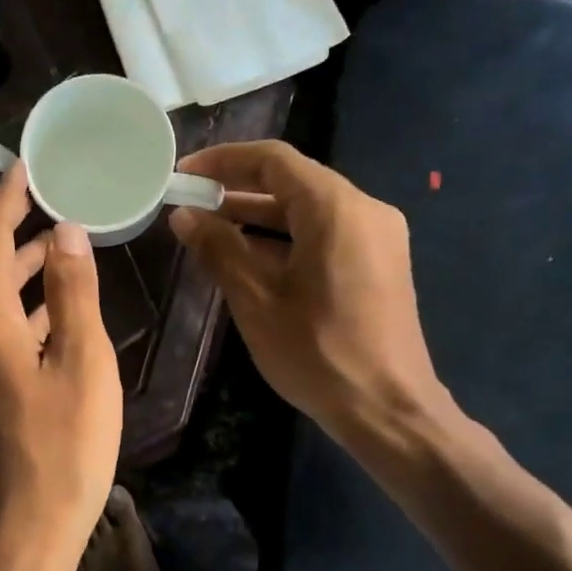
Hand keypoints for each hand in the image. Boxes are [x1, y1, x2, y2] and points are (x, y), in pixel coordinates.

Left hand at [0, 164, 121, 570]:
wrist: (17, 536)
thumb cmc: (61, 451)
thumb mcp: (82, 364)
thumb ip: (72, 292)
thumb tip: (66, 231)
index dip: (7, 200)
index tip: (28, 168)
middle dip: (5, 229)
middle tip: (43, 202)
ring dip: (11, 270)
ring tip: (55, 248)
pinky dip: (10, 308)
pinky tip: (46, 311)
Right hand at [170, 141, 451, 446]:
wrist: (388, 410)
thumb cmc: (317, 353)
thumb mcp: (256, 300)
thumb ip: (219, 249)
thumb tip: (183, 216)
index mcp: (335, 208)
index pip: (273, 160)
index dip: (223, 161)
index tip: (183, 175)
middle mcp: (363, 209)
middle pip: (293, 182)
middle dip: (238, 190)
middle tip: (190, 203)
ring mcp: (377, 237)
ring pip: (308, 210)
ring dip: (259, 217)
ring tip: (210, 230)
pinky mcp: (379, 263)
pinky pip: (326, 234)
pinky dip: (286, 239)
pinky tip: (249, 259)